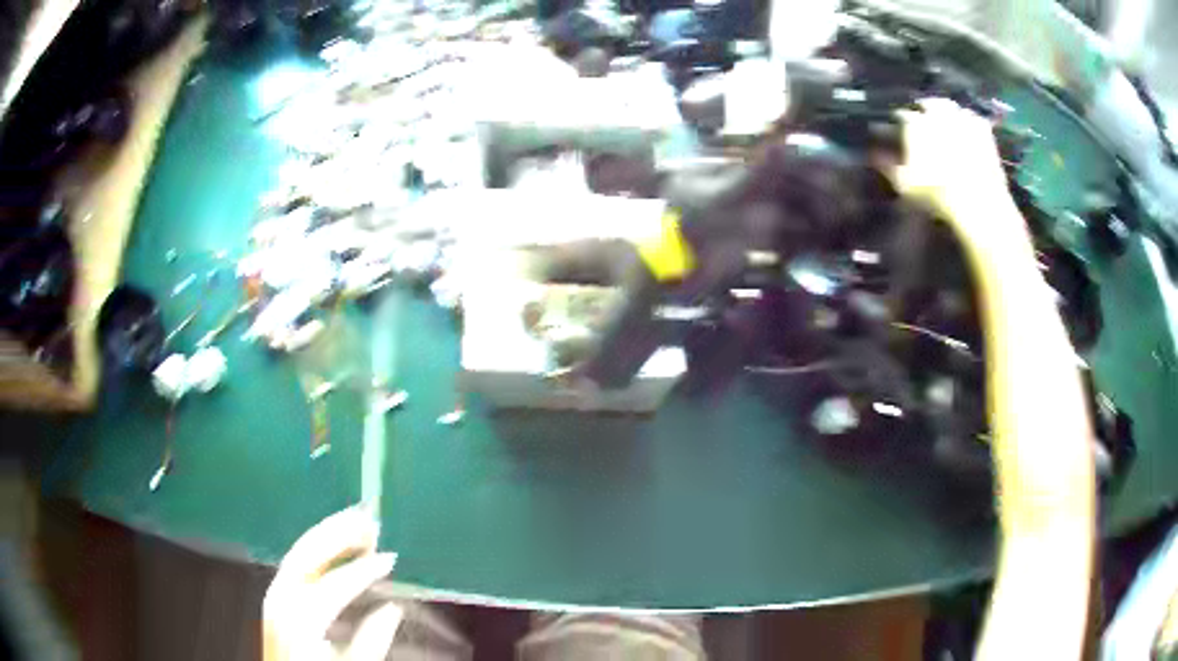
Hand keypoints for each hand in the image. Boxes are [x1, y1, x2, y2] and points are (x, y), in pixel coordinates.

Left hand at [263, 508, 400, 660]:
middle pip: (308, 553)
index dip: (365, 569)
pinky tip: (333, 546)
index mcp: (300, 617)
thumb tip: (392, 608)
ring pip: (299, 552)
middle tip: (369, 518)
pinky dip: (316, 548)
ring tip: (356, 521)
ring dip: (328, 534)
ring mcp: (274, 594)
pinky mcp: (274, 597)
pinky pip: (295, 562)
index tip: (390, 559)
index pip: (335, 582)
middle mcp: (281, 598)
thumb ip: (372, 639)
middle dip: (339, 532)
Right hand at [891, 99, 1023, 249]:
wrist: (977, 201)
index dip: (899, 120)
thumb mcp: (906, 185)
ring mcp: (961, 119)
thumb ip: (888, 166)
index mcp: (915, 123)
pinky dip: (968, 120)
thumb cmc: (937, 193)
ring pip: (950, 105)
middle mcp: (937, 113)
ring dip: (945, 110)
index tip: (897, 126)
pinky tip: (967, 127)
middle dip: (923, 108)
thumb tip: (873, 154)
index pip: (902, 115)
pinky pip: (973, 117)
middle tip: (923, 116)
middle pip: (927, 103)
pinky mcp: (983, 130)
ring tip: (944, 118)